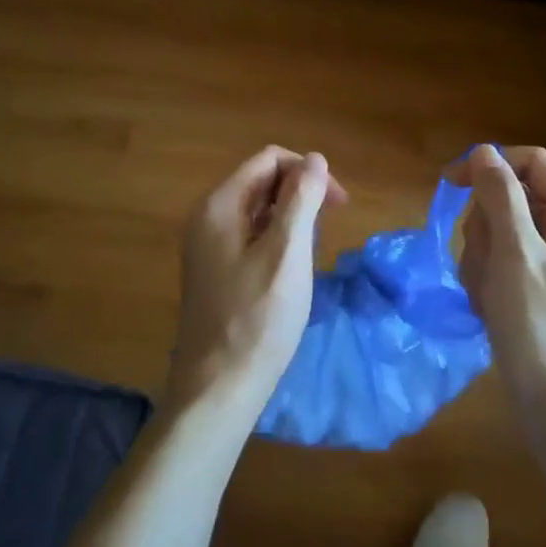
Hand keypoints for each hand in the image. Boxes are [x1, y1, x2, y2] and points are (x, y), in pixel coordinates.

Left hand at [167, 147, 346, 419]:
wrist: (218, 387)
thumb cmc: (258, 319)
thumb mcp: (287, 253)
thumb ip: (301, 200)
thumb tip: (315, 159)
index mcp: (219, 205)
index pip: (268, 159)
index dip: (307, 171)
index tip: (338, 205)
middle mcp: (207, 217)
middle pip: (261, 181)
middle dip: (300, 192)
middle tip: (330, 226)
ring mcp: (207, 245)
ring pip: (258, 209)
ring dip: (291, 217)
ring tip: (312, 250)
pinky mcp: (214, 270)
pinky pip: (250, 235)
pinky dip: (276, 239)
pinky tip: (292, 267)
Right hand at [446, 144, 545, 430]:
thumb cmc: (542, 326)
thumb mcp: (516, 254)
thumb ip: (500, 196)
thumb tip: (484, 152)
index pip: (529, 162)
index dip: (488, 167)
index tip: (448, 186)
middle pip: (509, 197)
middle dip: (484, 228)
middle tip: (486, 264)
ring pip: (498, 231)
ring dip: (481, 259)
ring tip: (490, 295)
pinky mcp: (538, 286)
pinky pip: (500, 262)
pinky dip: (487, 281)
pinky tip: (491, 308)